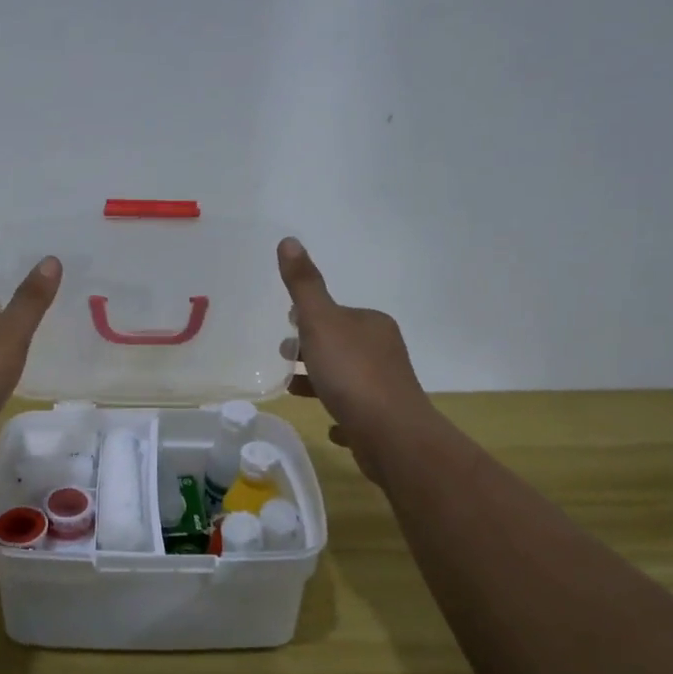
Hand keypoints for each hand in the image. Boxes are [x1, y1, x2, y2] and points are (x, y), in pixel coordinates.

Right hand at [279, 238, 435, 484]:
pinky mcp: (384, 420)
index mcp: (372, 324)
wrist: (390, 433)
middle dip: (312, 348)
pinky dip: (341, 412)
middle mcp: (384, 351)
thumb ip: (303, 285)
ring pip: (347, 378)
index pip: (337, 314)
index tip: (286, 327)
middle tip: (282, 357)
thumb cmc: (351, 373)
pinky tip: (329, 425)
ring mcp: (387, 387)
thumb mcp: (320, 322)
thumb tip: (289, 240)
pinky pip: (357, 411)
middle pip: (341, 344)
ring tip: (292, 390)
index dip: (309, 319)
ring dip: (320, 380)